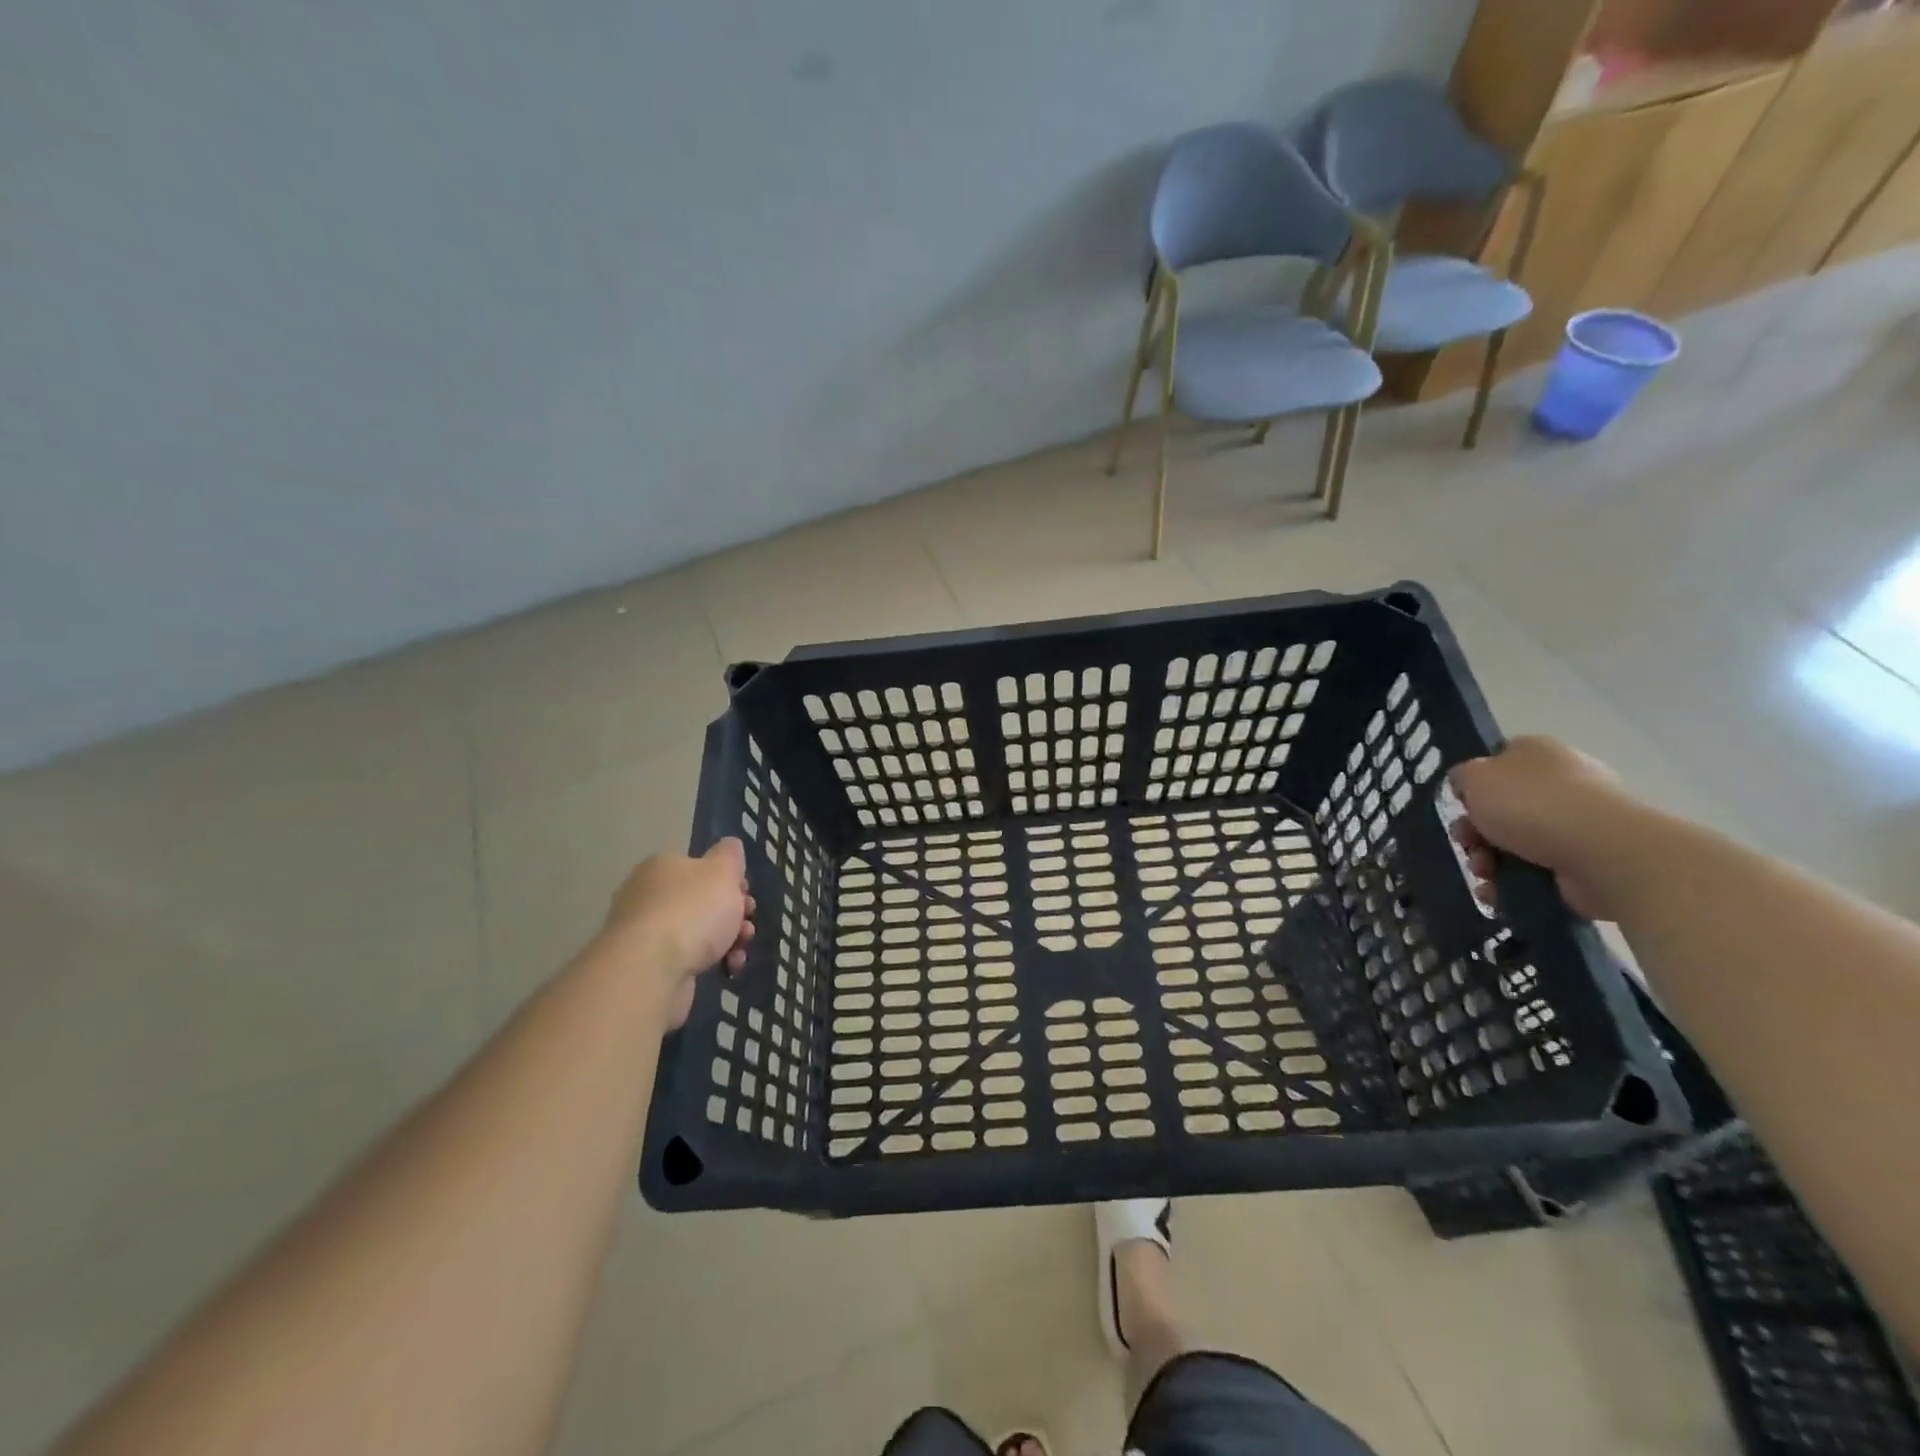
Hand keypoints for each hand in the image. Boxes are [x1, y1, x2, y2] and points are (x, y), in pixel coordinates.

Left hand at [600, 840, 754, 1027]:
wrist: (651, 970)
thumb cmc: (692, 911)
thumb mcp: (722, 871)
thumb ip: (730, 855)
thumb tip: (730, 846)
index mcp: (662, 867)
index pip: (701, 867)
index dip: (730, 880)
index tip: (746, 895)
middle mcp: (648, 895)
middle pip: (702, 900)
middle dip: (732, 913)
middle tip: (746, 924)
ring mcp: (644, 932)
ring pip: (697, 930)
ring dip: (727, 939)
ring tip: (740, 950)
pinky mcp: (647, 964)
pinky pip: (687, 957)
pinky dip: (710, 960)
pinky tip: (727, 967)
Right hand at [1450, 735, 1643, 922]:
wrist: (1603, 851)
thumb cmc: (1532, 804)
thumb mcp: (1476, 777)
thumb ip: (1463, 777)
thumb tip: (1470, 785)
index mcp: (1537, 752)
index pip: (1498, 763)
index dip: (1474, 786)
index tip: (1462, 806)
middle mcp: (1562, 782)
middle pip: (1503, 808)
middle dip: (1476, 832)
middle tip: (1467, 845)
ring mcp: (1579, 823)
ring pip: (1515, 843)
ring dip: (1488, 861)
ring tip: (1484, 874)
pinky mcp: (1587, 861)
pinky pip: (1537, 871)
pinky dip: (1512, 883)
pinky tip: (1497, 893)